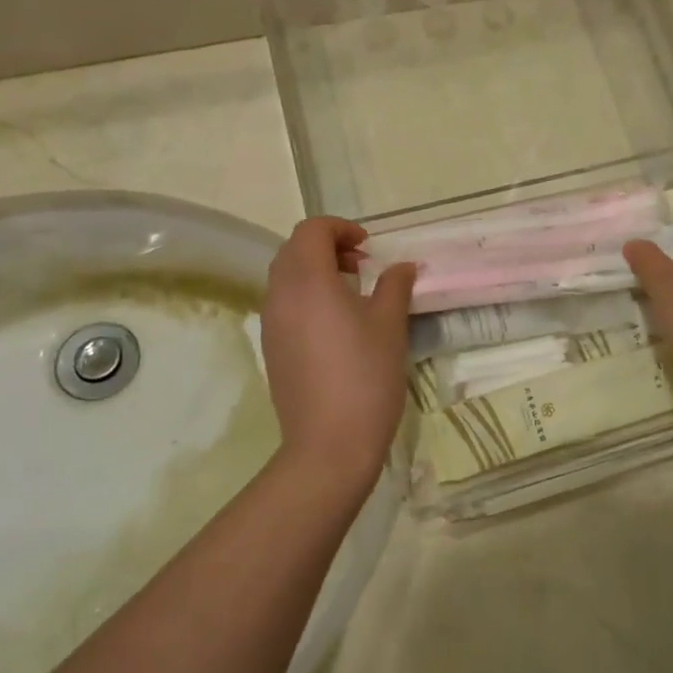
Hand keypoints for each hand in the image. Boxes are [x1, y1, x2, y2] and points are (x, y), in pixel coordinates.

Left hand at [260, 217, 415, 480]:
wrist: (329, 444)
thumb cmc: (365, 375)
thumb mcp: (390, 325)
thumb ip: (395, 286)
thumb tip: (401, 266)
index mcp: (307, 280)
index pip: (312, 230)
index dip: (341, 228)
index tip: (370, 247)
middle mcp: (280, 295)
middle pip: (293, 249)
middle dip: (327, 246)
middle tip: (362, 265)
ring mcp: (271, 324)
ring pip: (285, 277)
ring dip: (315, 271)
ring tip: (352, 293)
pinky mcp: (271, 348)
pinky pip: (283, 304)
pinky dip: (306, 296)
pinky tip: (336, 324)